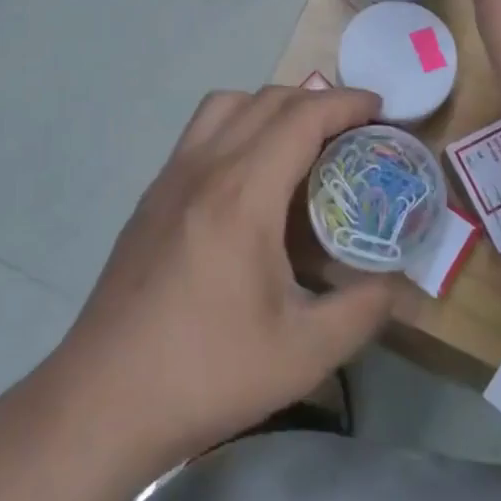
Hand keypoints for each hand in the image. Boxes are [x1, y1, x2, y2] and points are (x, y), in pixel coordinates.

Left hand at [40, 86, 400, 472]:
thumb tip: (397, 283)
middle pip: (268, 99)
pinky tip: (250, 177)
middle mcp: (206, 166)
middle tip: (352, 128)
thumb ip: (363, 310)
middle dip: (317, 100)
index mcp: (244, 193)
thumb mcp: (303, 354)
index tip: (380, 109)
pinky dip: (238, 125)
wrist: (103, 400)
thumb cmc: (207, 372)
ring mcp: (171, 176)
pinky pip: (202, 131)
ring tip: (300, 141)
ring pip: (227, 104)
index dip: (346, 103)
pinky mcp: (152, 195)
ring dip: (271, 105)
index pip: (303, 116)